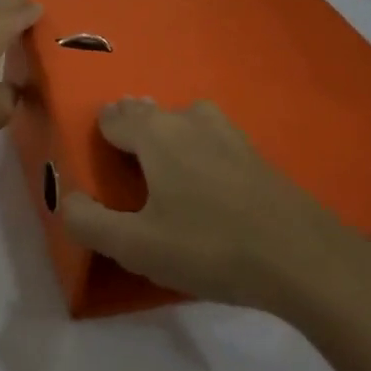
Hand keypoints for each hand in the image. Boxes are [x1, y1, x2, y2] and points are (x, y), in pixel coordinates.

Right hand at [61, 98, 370, 318]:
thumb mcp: (137, 246)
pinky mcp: (256, 153)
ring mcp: (228, 132)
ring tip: (165, 175)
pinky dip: (199, 152)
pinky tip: (208, 186)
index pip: (112, 117)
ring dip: (168, 137)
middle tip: (127, 172)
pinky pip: (212, 139)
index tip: (99, 167)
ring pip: (183, 121)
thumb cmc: (210, 247)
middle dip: (131, 133)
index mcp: (155, 132)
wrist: (304, 258)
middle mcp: (189, 119)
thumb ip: (89, 223)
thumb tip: (65, 200)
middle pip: (147, 113)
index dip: (99, 138)